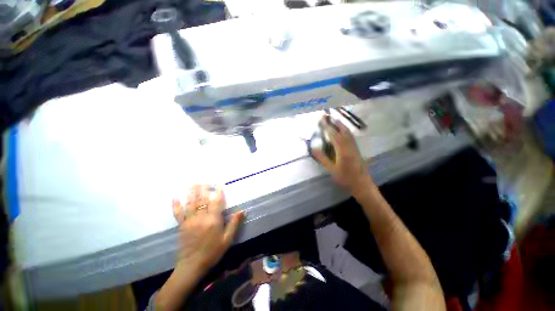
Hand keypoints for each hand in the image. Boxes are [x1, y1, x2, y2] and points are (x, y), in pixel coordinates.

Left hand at [172, 185, 243, 272]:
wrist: (192, 266)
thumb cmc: (212, 252)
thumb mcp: (227, 239)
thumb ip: (234, 224)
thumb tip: (242, 211)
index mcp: (213, 220)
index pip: (216, 202)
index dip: (218, 192)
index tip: (220, 184)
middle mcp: (201, 218)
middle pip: (203, 200)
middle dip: (203, 189)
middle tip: (204, 180)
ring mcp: (190, 221)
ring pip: (191, 203)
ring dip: (192, 192)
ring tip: (192, 183)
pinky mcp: (182, 226)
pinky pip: (178, 214)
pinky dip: (176, 205)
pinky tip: (175, 197)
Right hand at [313, 116, 372, 194]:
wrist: (361, 184)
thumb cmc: (345, 178)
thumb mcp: (331, 170)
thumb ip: (322, 158)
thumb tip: (314, 148)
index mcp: (343, 150)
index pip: (334, 135)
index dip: (327, 127)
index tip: (321, 120)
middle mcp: (350, 145)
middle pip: (342, 130)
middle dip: (334, 122)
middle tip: (326, 116)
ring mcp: (354, 146)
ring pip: (347, 132)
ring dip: (339, 124)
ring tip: (332, 119)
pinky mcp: (356, 148)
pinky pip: (350, 135)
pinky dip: (344, 129)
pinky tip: (341, 129)